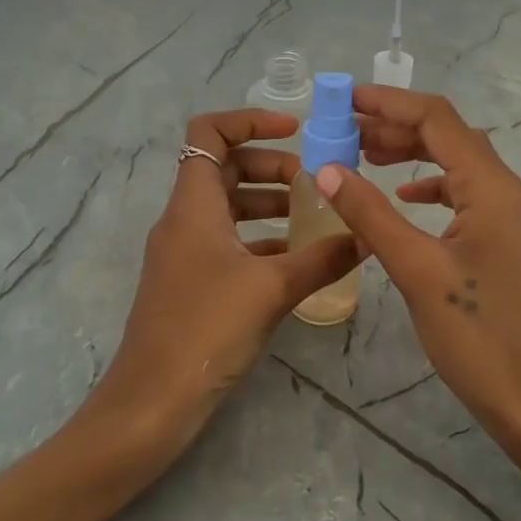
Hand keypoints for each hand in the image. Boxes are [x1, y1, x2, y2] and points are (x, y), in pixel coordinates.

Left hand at [81, 109, 360, 457]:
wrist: (152, 401)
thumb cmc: (206, 329)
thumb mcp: (272, 289)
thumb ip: (323, 258)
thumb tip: (368, 235)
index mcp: (193, 204)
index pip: (209, 133)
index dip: (250, 120)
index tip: (295, 130)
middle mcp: (184, 219)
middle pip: (225, 168)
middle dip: (271, 166)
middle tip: (314, 183)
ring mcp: (184, 252)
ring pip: (227, 207)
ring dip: (268, 203)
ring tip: (312, 217)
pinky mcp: (190, 282)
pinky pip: (227, 242)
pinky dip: (259, 239)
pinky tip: (295, 259)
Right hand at [317, 86, 520, 446]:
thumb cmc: (479, 337)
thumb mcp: (417, 271)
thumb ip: (371, 215)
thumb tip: (326, 169)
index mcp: (492, 188)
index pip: (438, 120)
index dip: (389, 103)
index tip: (344, 100)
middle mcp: (508, 192)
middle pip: (449, 137)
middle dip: (396, 127)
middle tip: (344, 130)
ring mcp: (511, 218)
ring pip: (456, 166)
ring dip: (412, 154)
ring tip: (364, 154)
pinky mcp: (505, 243)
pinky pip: (464, 196)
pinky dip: (430, 188)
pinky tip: (404, 199)